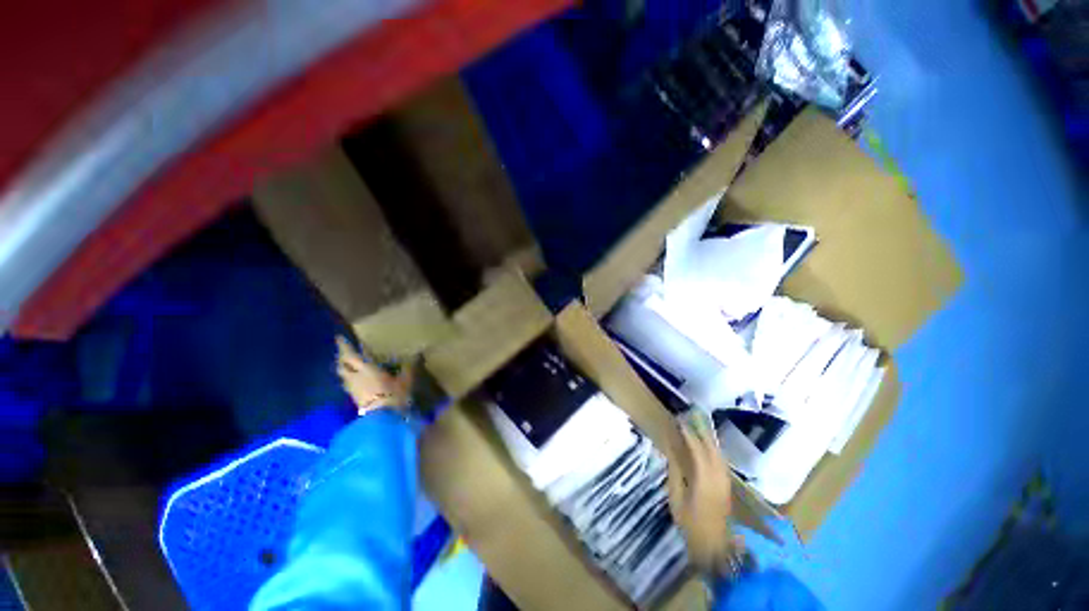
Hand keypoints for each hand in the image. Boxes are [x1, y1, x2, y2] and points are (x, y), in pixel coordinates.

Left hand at [336, 336, 412, 415]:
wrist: (383, 418)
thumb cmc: (394, 394)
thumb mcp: (406, 379)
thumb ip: (410, 366)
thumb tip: (419, 353)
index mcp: (366, 369)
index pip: (350, 355)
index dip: (344, 346)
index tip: (339, 337)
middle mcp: (355, 377)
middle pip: (342, 365)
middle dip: (341, 357)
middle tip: (343, 351)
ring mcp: (353, 388)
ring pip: (343, 375)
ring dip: (343, 368)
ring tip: (347, 364)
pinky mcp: (354, 398)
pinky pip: (348, 383)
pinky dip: (348, 377)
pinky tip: (354, 378)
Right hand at [667, 417, 739, 571]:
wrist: (714, 548)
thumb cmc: (691, 524)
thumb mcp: (677, 499)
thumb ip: (675, 472)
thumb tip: (671, 450)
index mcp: (705, 481)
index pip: (698, 451)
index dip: (689, 435)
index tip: (680, 422)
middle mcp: (719, 478)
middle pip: (712, 449)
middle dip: (702, 432)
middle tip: (691, 418)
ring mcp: (726, 483)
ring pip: (719, 455)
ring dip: (709, 439)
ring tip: (699, 427)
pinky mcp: (728, 487)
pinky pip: (722, 462)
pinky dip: (714, 450)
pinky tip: (708, 446)